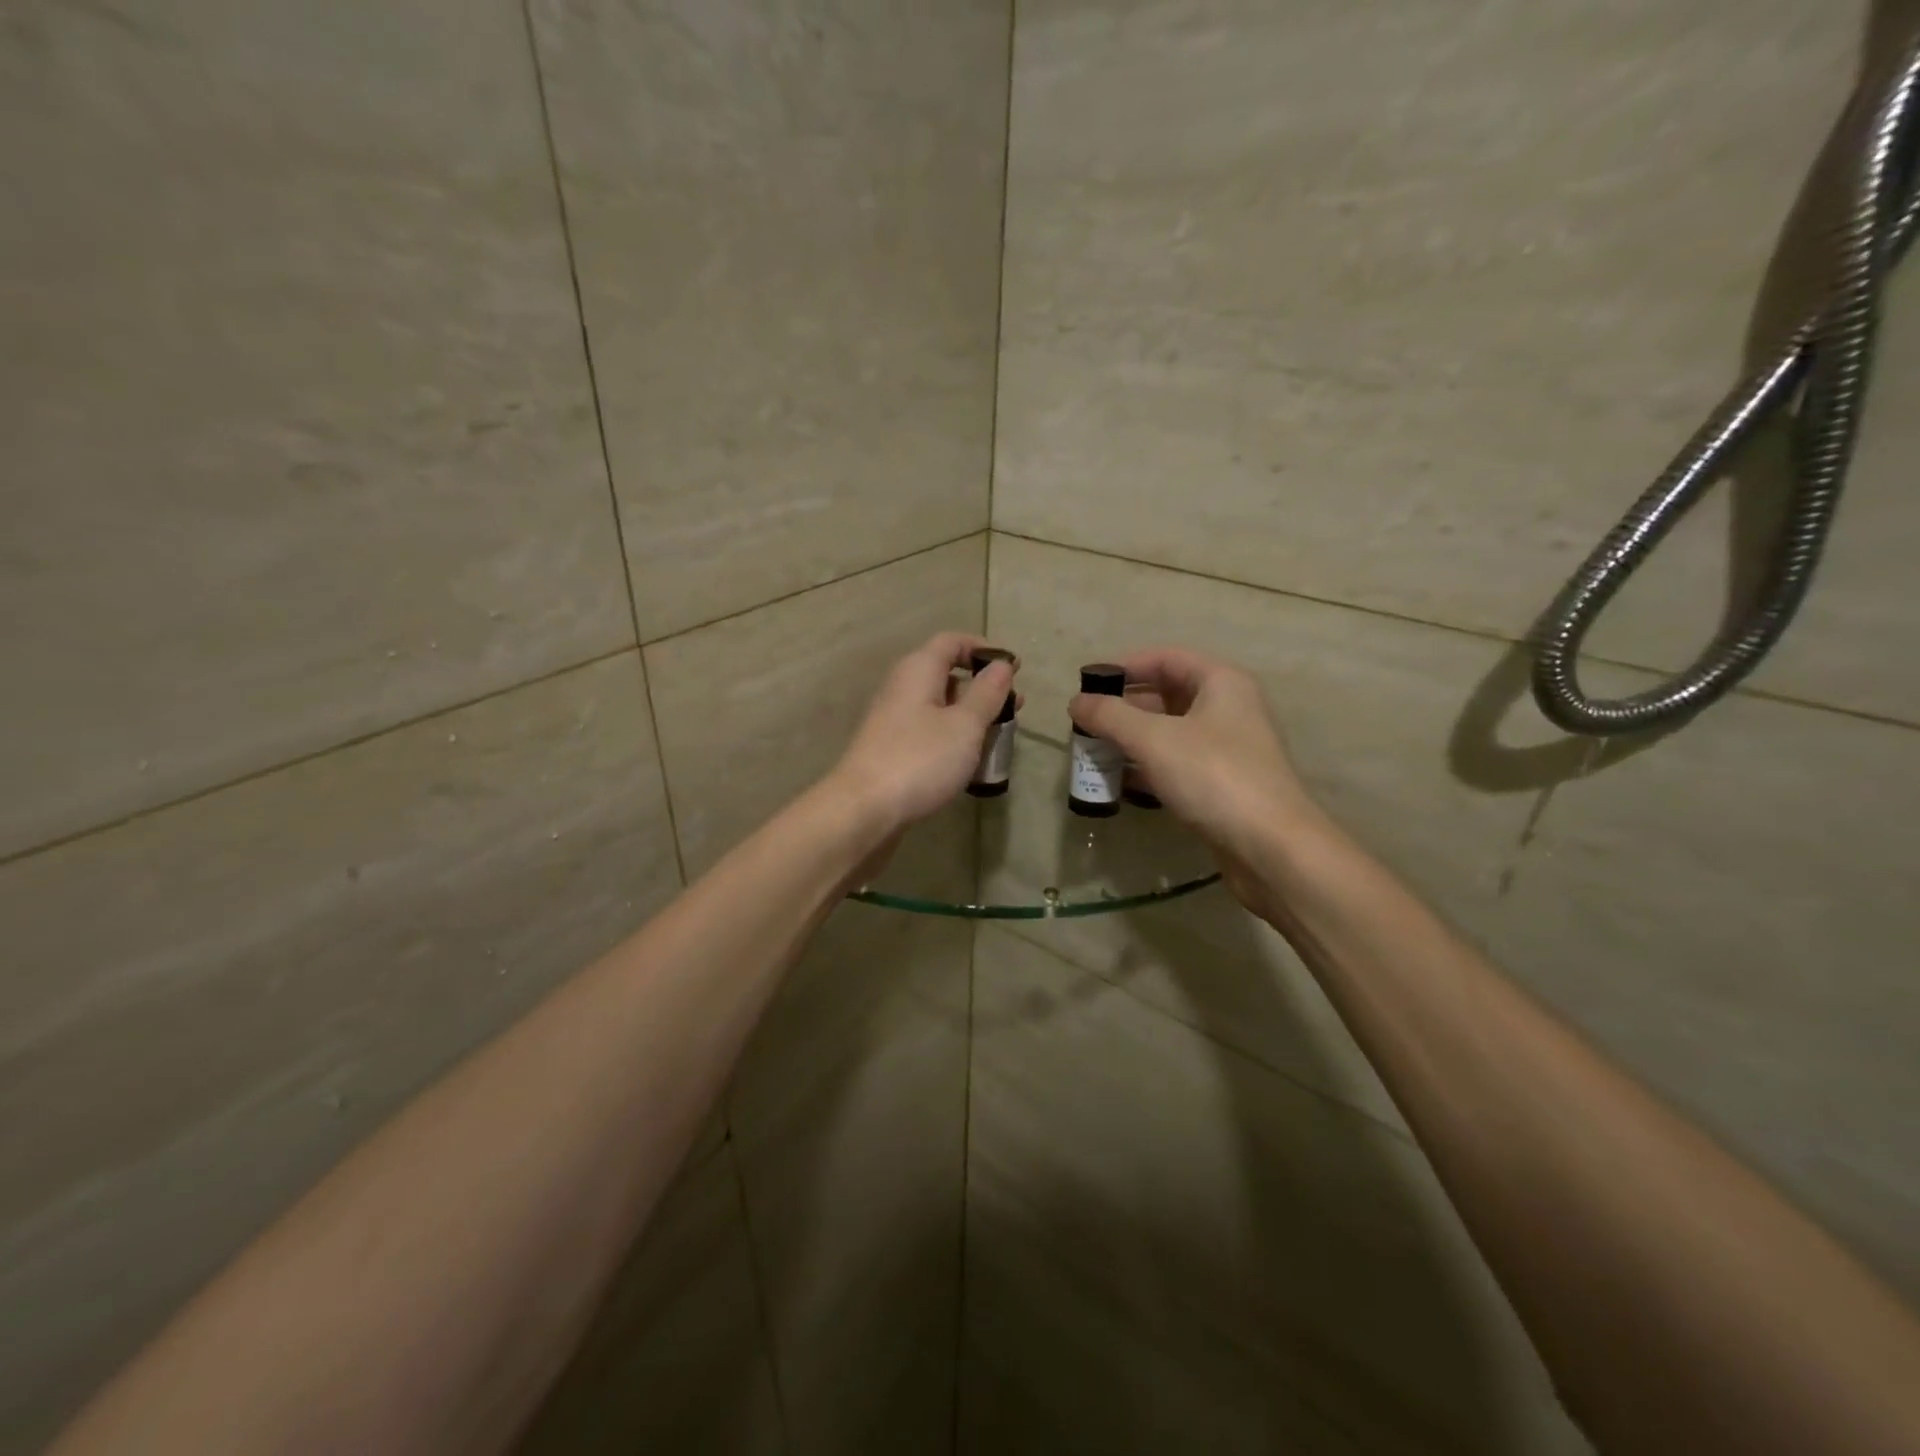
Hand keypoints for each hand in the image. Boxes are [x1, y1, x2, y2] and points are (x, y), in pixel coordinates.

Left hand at [826, 632, 1017, 835]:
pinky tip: (971, 762)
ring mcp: (894, 721)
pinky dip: (953, 739)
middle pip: (946, 674)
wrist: (864, 810)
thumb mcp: (964, 724)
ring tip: (999, 737)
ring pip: (940, 707)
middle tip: (1015, 708)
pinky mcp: (892, 750)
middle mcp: (902, 688)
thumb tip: (1002, 665)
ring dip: (970, 717)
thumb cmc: (920, 759)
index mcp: (918, 670)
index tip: (1014, 669)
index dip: (984, 649)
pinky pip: (929, 732)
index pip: (952, 642)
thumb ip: (987, 693)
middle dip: (983, 688)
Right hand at [1070, 648, 1321, 898]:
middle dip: (1123, 708)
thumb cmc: (1213, 777)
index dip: (1124, 666)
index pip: (1165, 658)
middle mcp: (1228, 708)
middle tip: (1085, 723)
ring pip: (1169, 733)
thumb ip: (1110, 716)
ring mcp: (1227, 749)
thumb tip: (1076, 702)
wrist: (1271, 848)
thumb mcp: (1153, 739)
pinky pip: (1176, 764)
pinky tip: (1119, 783)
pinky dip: (1147, 768)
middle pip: (1166, 695)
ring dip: (1131, 740)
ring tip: (1093, 752)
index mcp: (1221, 682)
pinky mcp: (1222, 785)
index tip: (1087, 683)